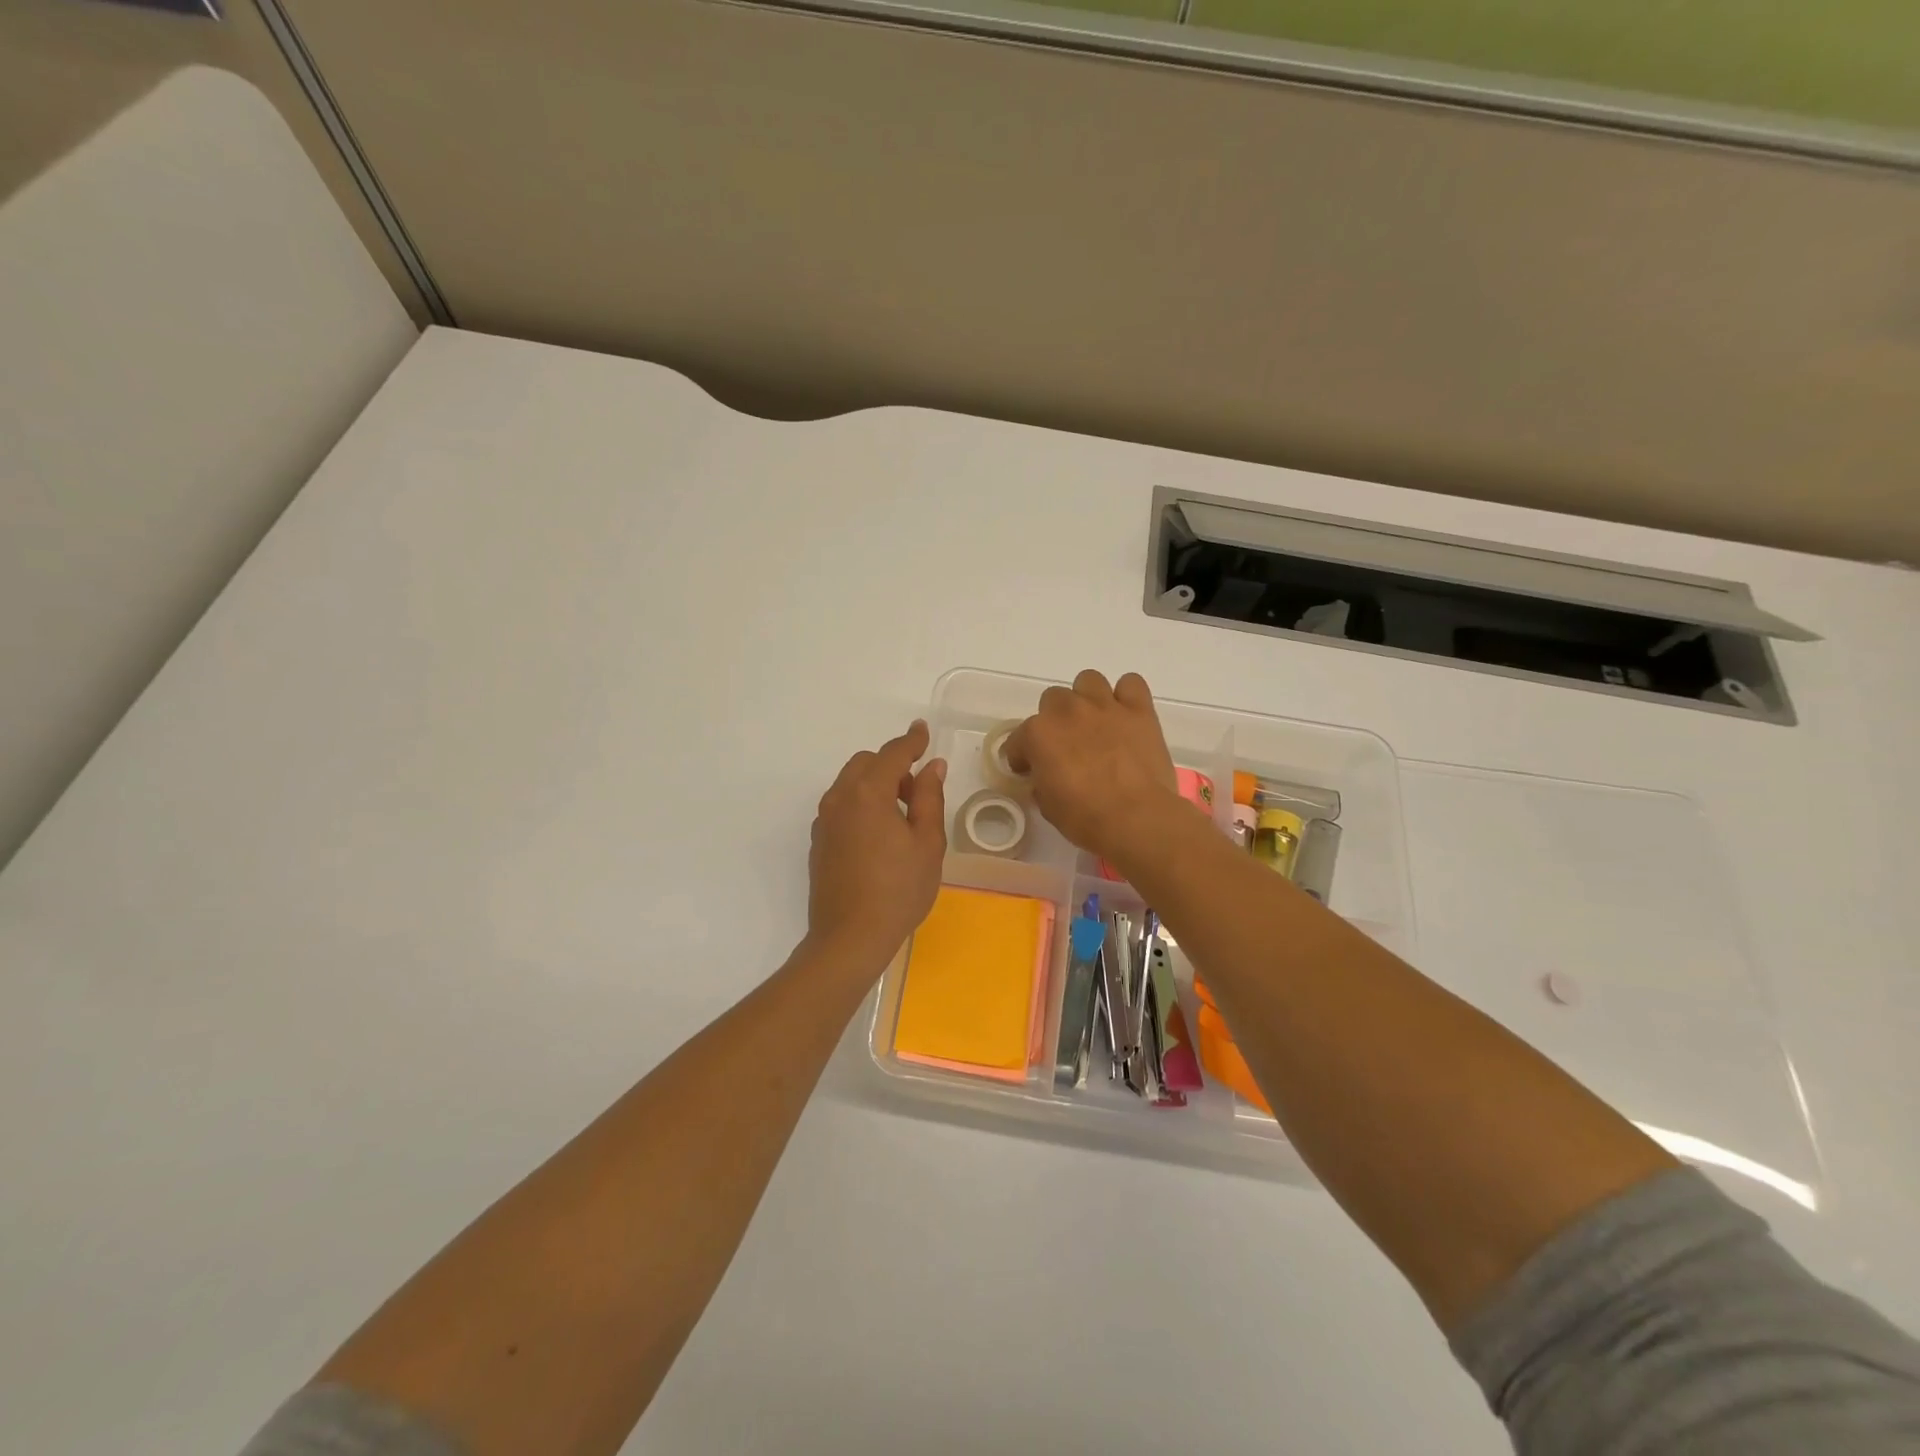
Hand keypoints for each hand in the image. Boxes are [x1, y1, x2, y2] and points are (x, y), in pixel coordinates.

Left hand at [806, 720, 947, 974]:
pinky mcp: (818, 841)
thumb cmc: (898, 890)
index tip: (923, 731)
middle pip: (866, 763)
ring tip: (901, 815)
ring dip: (875, 784)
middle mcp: (840, 798)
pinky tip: (878, 834)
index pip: (893, 754)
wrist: (849, 938)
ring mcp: (824, 820)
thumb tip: (932, 767)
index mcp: (869, 792)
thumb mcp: (928, 843)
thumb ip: (930, 798)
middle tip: (918, 791)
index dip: (912, 741)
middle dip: (892, 765)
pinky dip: (860, 803)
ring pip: (850, 783)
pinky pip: (841, 805)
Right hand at [1005, 670, 1183, 863]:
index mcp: (1038, 734)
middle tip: (1066, 745)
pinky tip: (1126, 716)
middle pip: (1053, 699)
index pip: (1019, 739)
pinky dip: (1127, 696)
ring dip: (1087, 699)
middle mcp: (1068, 711)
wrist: (1136, 818)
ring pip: (1088, 680)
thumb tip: (1046, 777)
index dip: (1022, 756)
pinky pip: (1131, 684)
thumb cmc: (1085, 818)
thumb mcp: (1048, 806)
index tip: (1029, 769)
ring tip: (1095, 724)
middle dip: (1055, 721)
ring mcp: (1105, 706)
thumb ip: (1042, 782)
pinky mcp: (1139, 710)